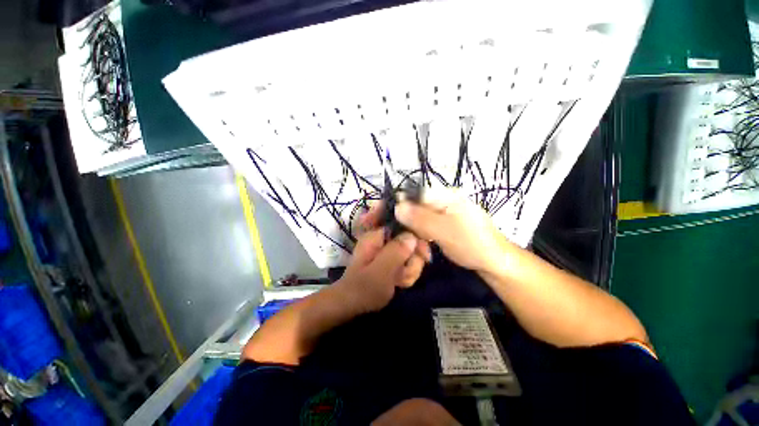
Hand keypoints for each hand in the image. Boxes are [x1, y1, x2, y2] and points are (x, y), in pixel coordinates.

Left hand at [336, 228, 420, 313]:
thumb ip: (396, 251)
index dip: (417, 238)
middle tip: (404, 274)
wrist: (353, 306)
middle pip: (411, 241)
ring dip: (410, 270)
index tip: (424, 255)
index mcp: (377, 235)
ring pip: (412, 254)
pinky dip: (407, 275)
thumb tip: (413, 236)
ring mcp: (388, 251)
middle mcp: (383, 240)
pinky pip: (408, 264)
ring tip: (399, 282)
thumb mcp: (381, 270)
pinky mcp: (391, 262)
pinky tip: (400, 284)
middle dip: (412, 260)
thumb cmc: (364, 288)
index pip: (404, 226)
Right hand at [394, 188, 513, 273]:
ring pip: (419, 219)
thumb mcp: (443, 231)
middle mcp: (443, 201)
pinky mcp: (444, 224)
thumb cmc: (471, 244)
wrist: (495, 263)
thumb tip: (396, 206)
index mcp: (445, 195)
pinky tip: (426, 248)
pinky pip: (426, 227)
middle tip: (408, 242)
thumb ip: (419, 218)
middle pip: (415, 207)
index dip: (398, 206)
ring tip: (422, 249)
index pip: (413, 194)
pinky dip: (423, 237)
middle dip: (409, 224)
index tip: (386, 222)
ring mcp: (444, 213)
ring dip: (416, 234)